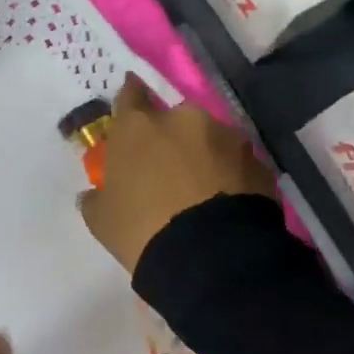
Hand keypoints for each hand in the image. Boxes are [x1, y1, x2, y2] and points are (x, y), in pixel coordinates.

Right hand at [79, 75, 277, 272]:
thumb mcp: (101, 220)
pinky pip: (236, 163)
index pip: (130, 96)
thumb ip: (97, 197)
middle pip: (175, 120)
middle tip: (168, 169)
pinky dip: (230, 175)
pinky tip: (225, 203)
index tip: (131, 106)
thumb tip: (96, 193)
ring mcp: (226, 138)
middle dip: (172, 138)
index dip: (130, 100)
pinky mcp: (257, 161)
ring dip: (204, 155)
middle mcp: (184, 120)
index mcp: (139, 127)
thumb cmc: (142, 231)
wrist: (210, 257)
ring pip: (210, 139)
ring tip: (203, 190)